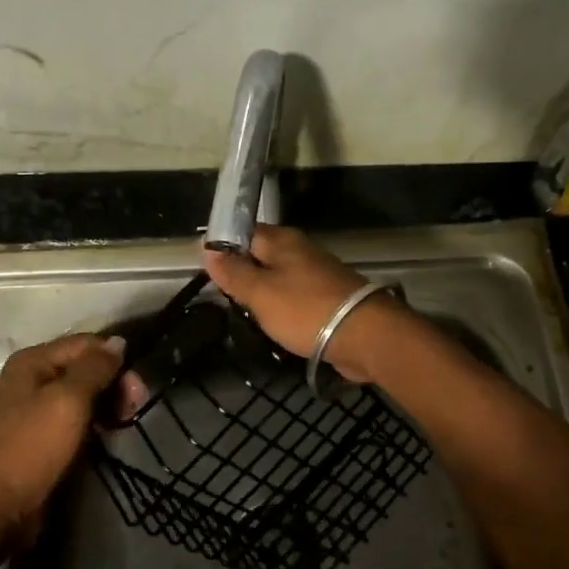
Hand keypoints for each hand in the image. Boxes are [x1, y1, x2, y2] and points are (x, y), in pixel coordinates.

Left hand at [0, 333, 125, 540]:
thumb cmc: (31, 447)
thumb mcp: (68, 400)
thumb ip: (95, 367)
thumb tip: (119, 342)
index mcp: (33, 362)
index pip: (86, 344)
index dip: (115, 359)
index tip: (138, 386)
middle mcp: (32, 380)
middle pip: (85, 368)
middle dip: (113, 383)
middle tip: (135, 407)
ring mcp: (34, 410)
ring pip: (82, 396)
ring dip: (107, 405)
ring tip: (124, 422)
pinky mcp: (40, 438)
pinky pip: (75, 420)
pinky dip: (94, 423)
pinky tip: (107, 435)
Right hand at [202, 224, 403, 383]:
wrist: (364, 335)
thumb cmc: (305, 310)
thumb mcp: (260, 293)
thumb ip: (234, 273)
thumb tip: (208, 250)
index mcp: (282, 241)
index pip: (243, 232)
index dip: (222, 247)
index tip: (204, 267)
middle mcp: (300, 250)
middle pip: (262, 254)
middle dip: (241, 270)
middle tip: (220, 293)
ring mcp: (317, 273)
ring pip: (279, 276)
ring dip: (262, 290)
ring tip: (242, 310)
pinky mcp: (328, 297)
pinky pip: (295, 296)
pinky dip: (281, 305)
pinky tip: (273, 321)